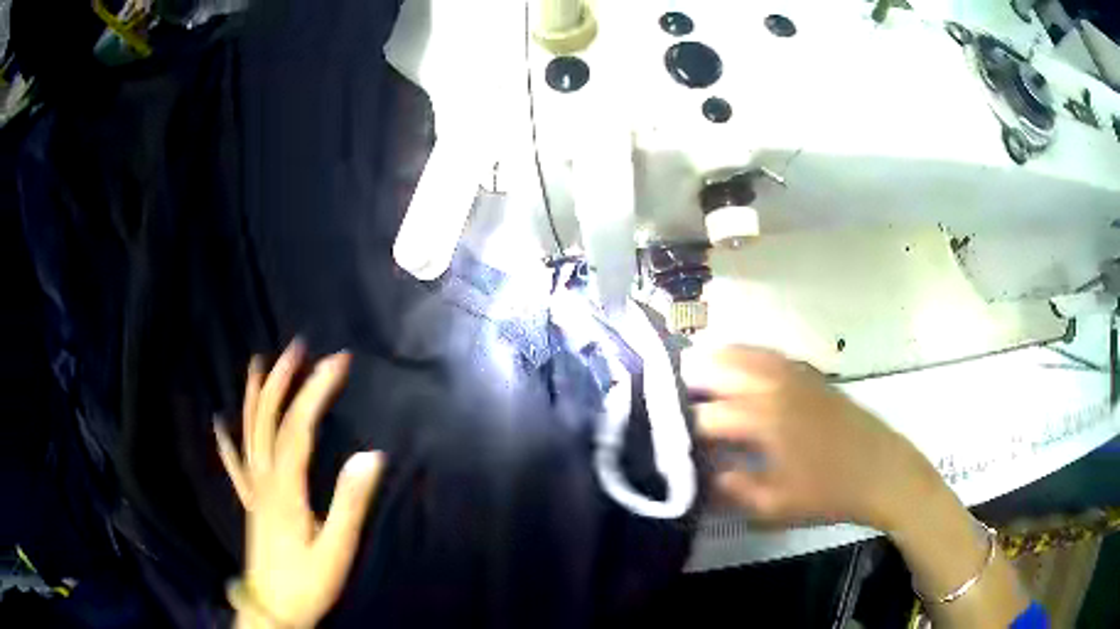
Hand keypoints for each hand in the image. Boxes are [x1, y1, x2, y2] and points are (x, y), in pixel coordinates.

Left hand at [214, 341, 383, 628]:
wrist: (274, 609)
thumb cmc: (308, 582)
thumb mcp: (337, 549)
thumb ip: (350, 502)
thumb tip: (371, 455)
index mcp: (285, 487)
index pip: (299, 427)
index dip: (316, 390)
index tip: (337, 362)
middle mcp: (264, 479)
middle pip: (268, 420)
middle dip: (283, 380)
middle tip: (298, 348)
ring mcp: (253, 490)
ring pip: (249, 433)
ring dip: (256, 396)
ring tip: (258, 364)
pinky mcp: (251, 503)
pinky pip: (234, 464)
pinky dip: (226, 440)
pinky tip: (219, 423)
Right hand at [683, 346, 938, 530]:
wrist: (882, 471)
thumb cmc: (829, 494)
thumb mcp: (776, 506)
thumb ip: (734, 489)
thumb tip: (703, 475)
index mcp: (764, 422)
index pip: (708, 417)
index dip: (681, 427)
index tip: (664, 435)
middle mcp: (774, 389)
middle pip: (720, 371)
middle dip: (688, 380)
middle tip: (666, 392)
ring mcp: (794, 376)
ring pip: (745, 354)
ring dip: (715, 357)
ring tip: (691, 364)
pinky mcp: (810, 375)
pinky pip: (770, 354)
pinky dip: (747, 352)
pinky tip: (739, 359)